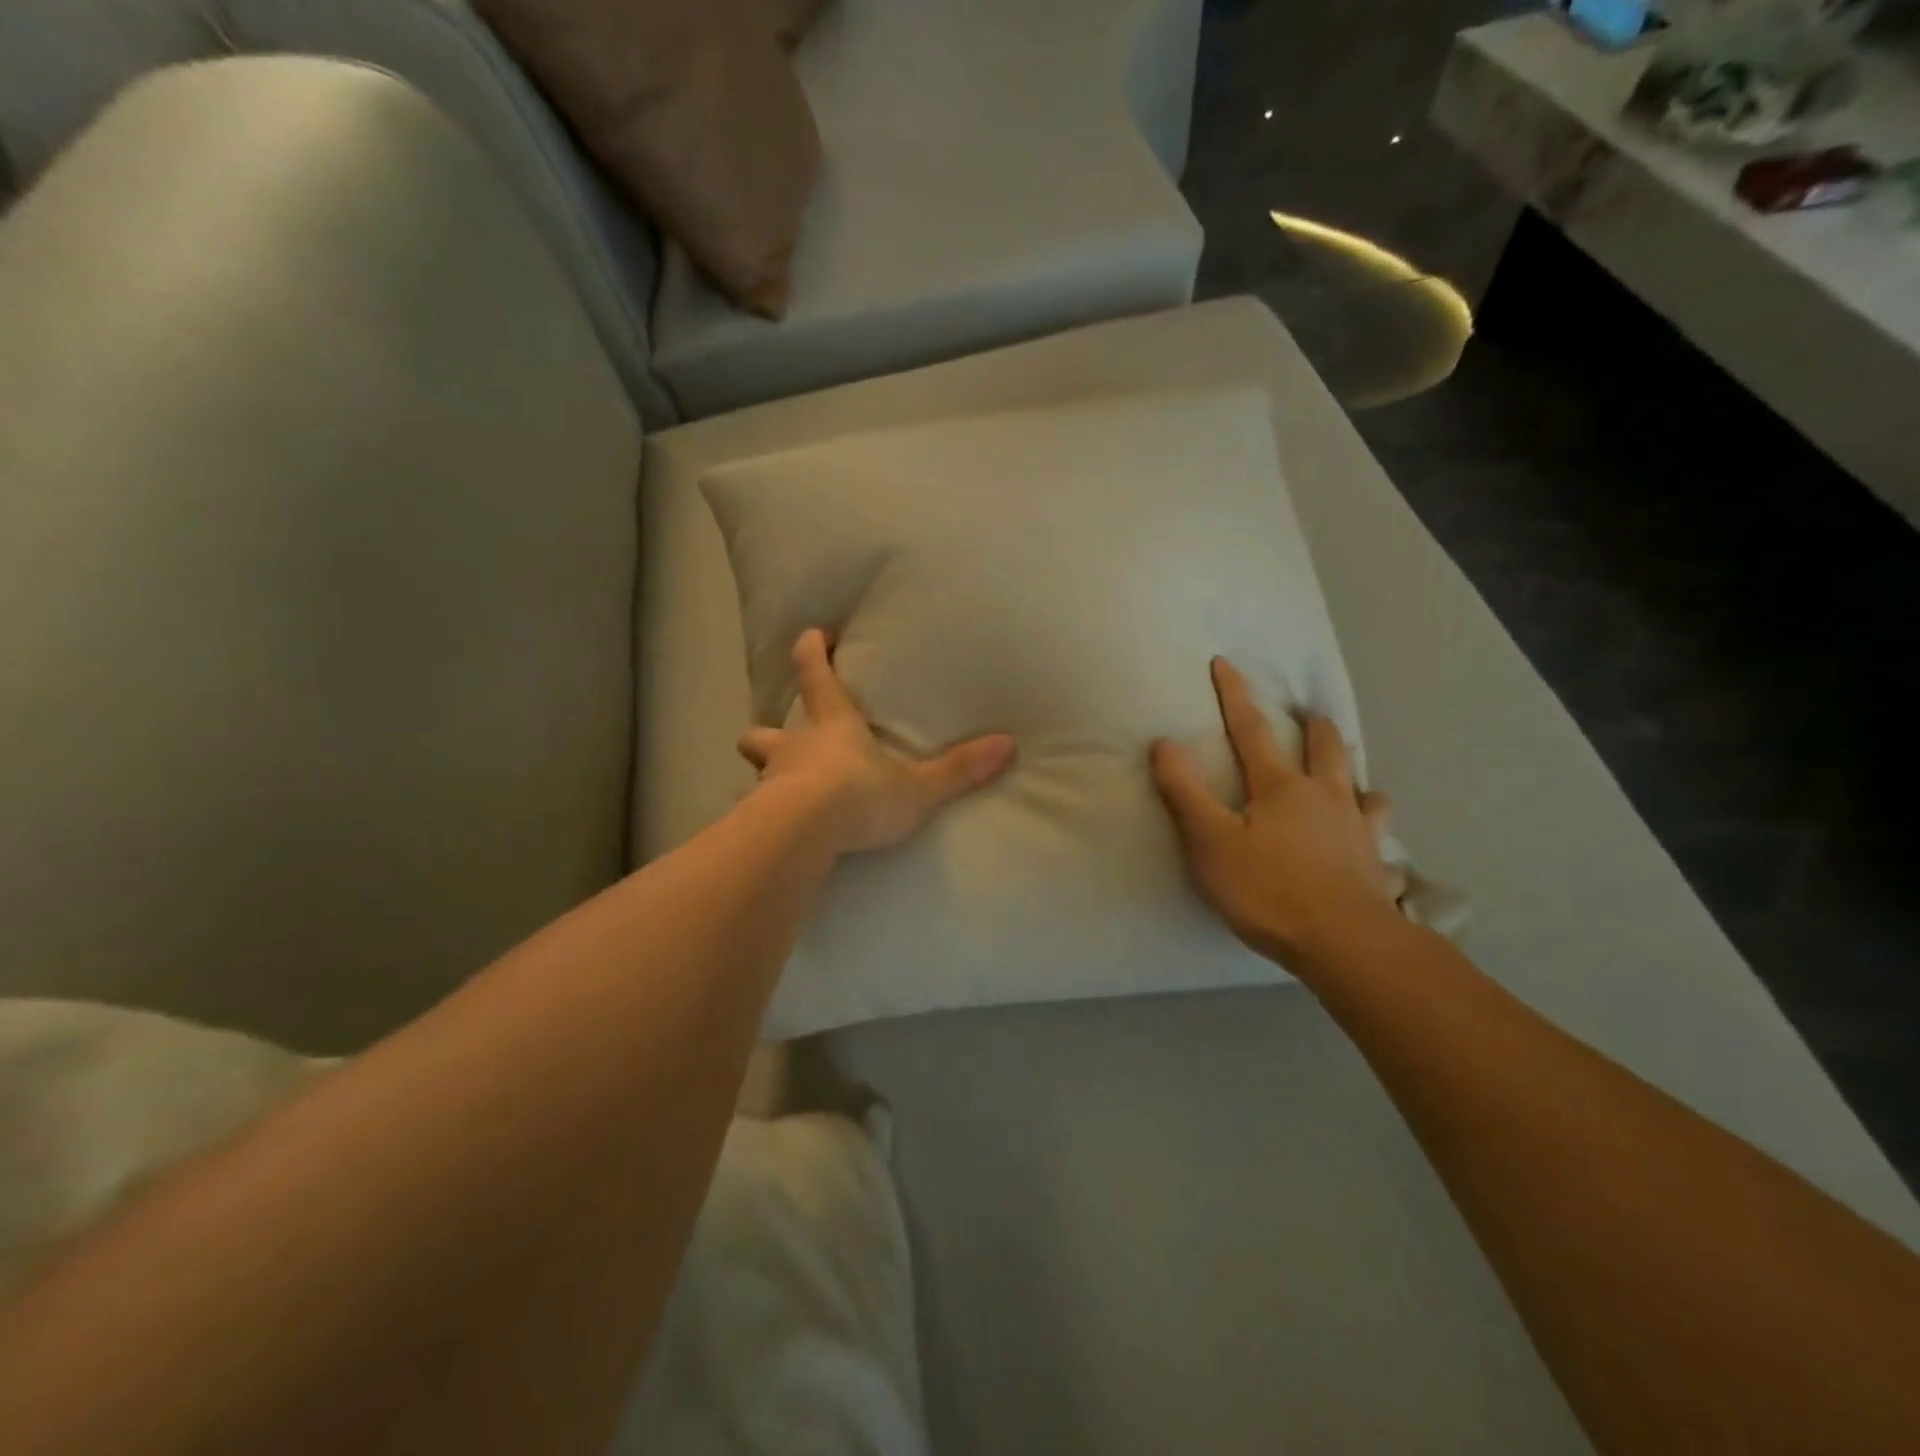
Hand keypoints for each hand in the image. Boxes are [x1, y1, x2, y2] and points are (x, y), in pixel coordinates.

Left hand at [738, 629, 1016, 854]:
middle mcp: (794, 746)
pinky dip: (762, 816)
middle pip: (763, 730)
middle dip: (768, 731)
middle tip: (780, 739)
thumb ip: (958, 770)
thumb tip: (1007, 745)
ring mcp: (770, 781)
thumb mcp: (917, 786)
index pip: (815, 675)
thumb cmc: (859, 795)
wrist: (803, 833)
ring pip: (756, 768)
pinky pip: (755, 811)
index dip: (811, 652)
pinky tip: (776, 833)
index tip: (811, 636)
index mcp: (832, 725)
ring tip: (780, 790)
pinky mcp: (758, 816)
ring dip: (765, 772)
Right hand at [1151, 657, 1401, 969]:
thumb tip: (1164, 742)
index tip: (1225, 663)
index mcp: (1281, 787)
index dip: (1235, 695)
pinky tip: (1376, 846)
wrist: (1343, 943)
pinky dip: (1376, 835)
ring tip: (1352, 778)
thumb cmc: (1268, 889)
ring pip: (1365, 789)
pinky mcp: (1377, 866)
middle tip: (1311, 715)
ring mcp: (1358, 831)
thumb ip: (1185, 791)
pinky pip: (1381, 842)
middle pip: (1326, 749)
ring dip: (1355, 776)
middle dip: (1314, 727)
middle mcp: (1326, 797)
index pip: (1251, 730)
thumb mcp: (1210, 841)